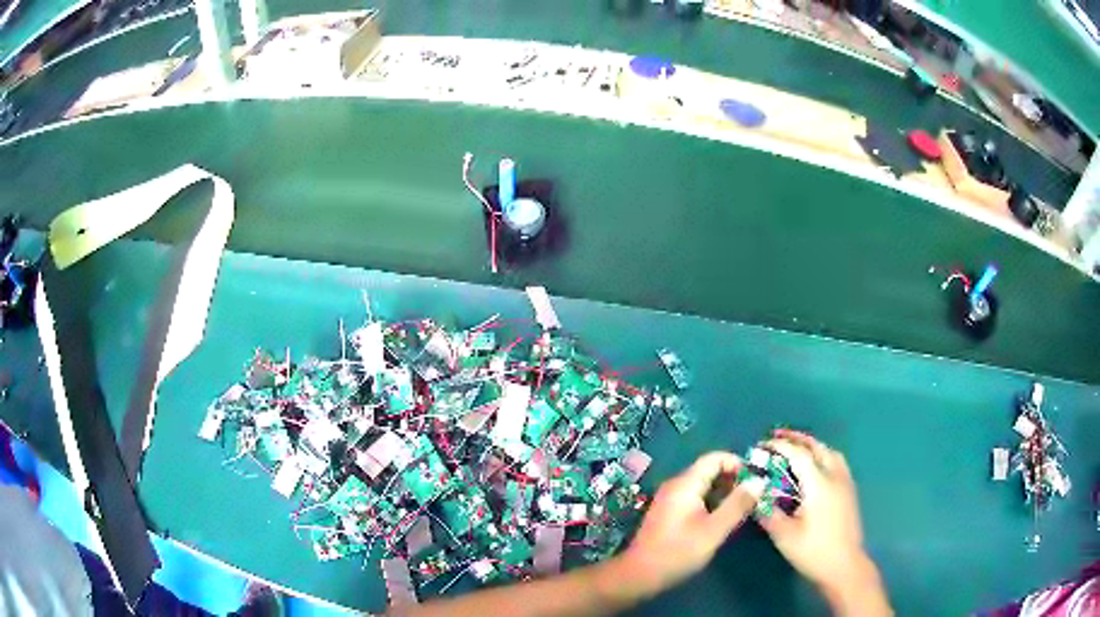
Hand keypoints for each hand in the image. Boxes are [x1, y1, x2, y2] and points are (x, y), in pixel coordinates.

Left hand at [621, 452, 765, 594]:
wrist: (639, 575)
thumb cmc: (677, 552)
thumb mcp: (713, 530)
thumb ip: (737, 505)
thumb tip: (759, 480)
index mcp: (685, 484)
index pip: (715, 458)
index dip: (738, 464)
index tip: (756, 481)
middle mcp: (676, 485)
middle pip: (709, 470)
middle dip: (733, 480)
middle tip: (753, 497)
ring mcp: (670, 499)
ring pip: (703, 486)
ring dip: (724, 493)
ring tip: (742, 510)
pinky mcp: (669, 513)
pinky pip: (695, 498)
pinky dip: (711, 503)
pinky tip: (722, 520)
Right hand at [760, 430, 889, 615]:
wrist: (844, 565)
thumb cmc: (813, 550)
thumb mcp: (785, 535)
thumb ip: (769, 513)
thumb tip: (754, 497)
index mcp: (819, 484)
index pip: (799, 455)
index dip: (781, 447)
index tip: (763, 444)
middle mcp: (835, 477)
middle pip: (817, 447)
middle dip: (797, 439)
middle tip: (777, 437)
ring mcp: (845, 483)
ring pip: (830, 453)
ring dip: (812, 446)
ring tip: (796, 449)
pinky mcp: (849, 491)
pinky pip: (836, 462)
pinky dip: (823, 456)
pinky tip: (815, 468)